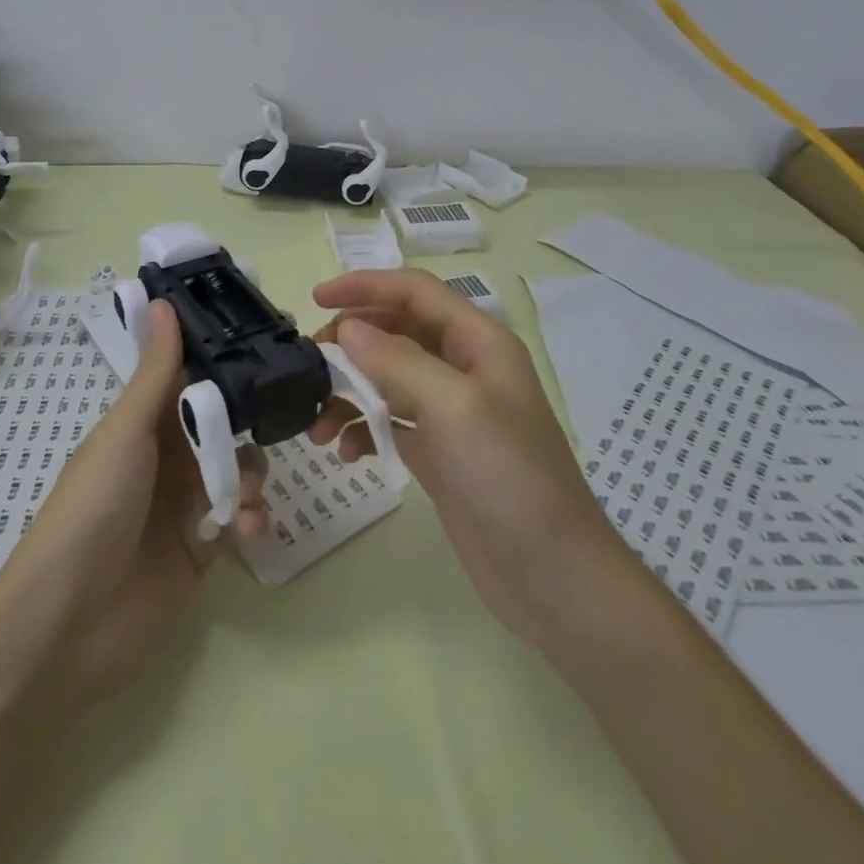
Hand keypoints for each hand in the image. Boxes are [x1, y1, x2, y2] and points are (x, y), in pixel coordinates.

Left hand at [0, 299, 267, 710]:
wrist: (68, 623)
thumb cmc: (93, 507)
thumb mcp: (126, 432)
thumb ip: (157, 372)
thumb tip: (163, 300)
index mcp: (146, 423)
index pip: (193, 379)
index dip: (227, 361)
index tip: (268, 339)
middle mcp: (169, 456)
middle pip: (225, 424)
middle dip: (251, 423)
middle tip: (283, 416)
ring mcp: (187, 503)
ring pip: (239, 469)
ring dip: (251, 476)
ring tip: (243, 498)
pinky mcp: (203, 548)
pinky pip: (241, 518)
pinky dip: (251, 518)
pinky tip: (247, 529)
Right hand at [309, 269, 618, 649]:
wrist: (552, 577)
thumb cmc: (509, 478)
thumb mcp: (455, 407)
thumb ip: (398, 360)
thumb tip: (348, 329)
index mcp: (479, 342)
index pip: (415, 291)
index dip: (366, 286)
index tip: (317, 298)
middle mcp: (464, 368)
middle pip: (397, 331)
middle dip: (351, 342)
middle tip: (311, 366)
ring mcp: (451, 412)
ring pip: (388, 378)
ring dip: (350, 391)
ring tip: (319, 424)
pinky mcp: (438, 452)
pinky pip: (389, 421)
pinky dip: (363, 429)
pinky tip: (347, 454)